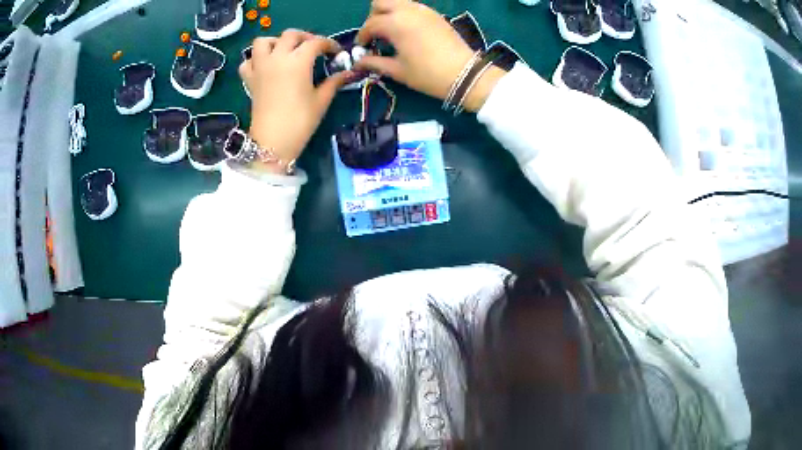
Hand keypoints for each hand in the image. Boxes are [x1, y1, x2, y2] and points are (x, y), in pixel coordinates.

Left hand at [240, 30, 353, 173]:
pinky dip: (255, 60)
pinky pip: (248, 61)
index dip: (329, 44)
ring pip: (263, 41)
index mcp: (298, 61)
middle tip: (313, 48)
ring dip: (276, 42)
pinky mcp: (249, 80)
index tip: (336, 53)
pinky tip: (265, 67)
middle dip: (305, 37)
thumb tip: (348, 73)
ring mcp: (260, 67)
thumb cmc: (300, 122)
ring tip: (285, 52)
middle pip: (290, 35)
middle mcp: (277, 58)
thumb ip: (334, 82)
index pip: (316, 42)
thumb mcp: (321, 101)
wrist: (272, 143)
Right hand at [355, 0, 506, 111]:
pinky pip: (412, 7)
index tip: (363, 48)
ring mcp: (423, 10)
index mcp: (395, 23)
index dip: (363, 36)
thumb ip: (374, 63)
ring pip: (397, 2)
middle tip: (376, 35)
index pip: (370, 24)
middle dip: (374, 17)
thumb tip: (358, 62)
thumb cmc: (428, 74)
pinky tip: (407, 31)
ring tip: (392, 33)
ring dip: (389, 13)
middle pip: (380, 3)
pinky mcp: (434, 14)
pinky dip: (404, 14)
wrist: (465, 74)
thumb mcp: (398, 70)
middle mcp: (407, 11)